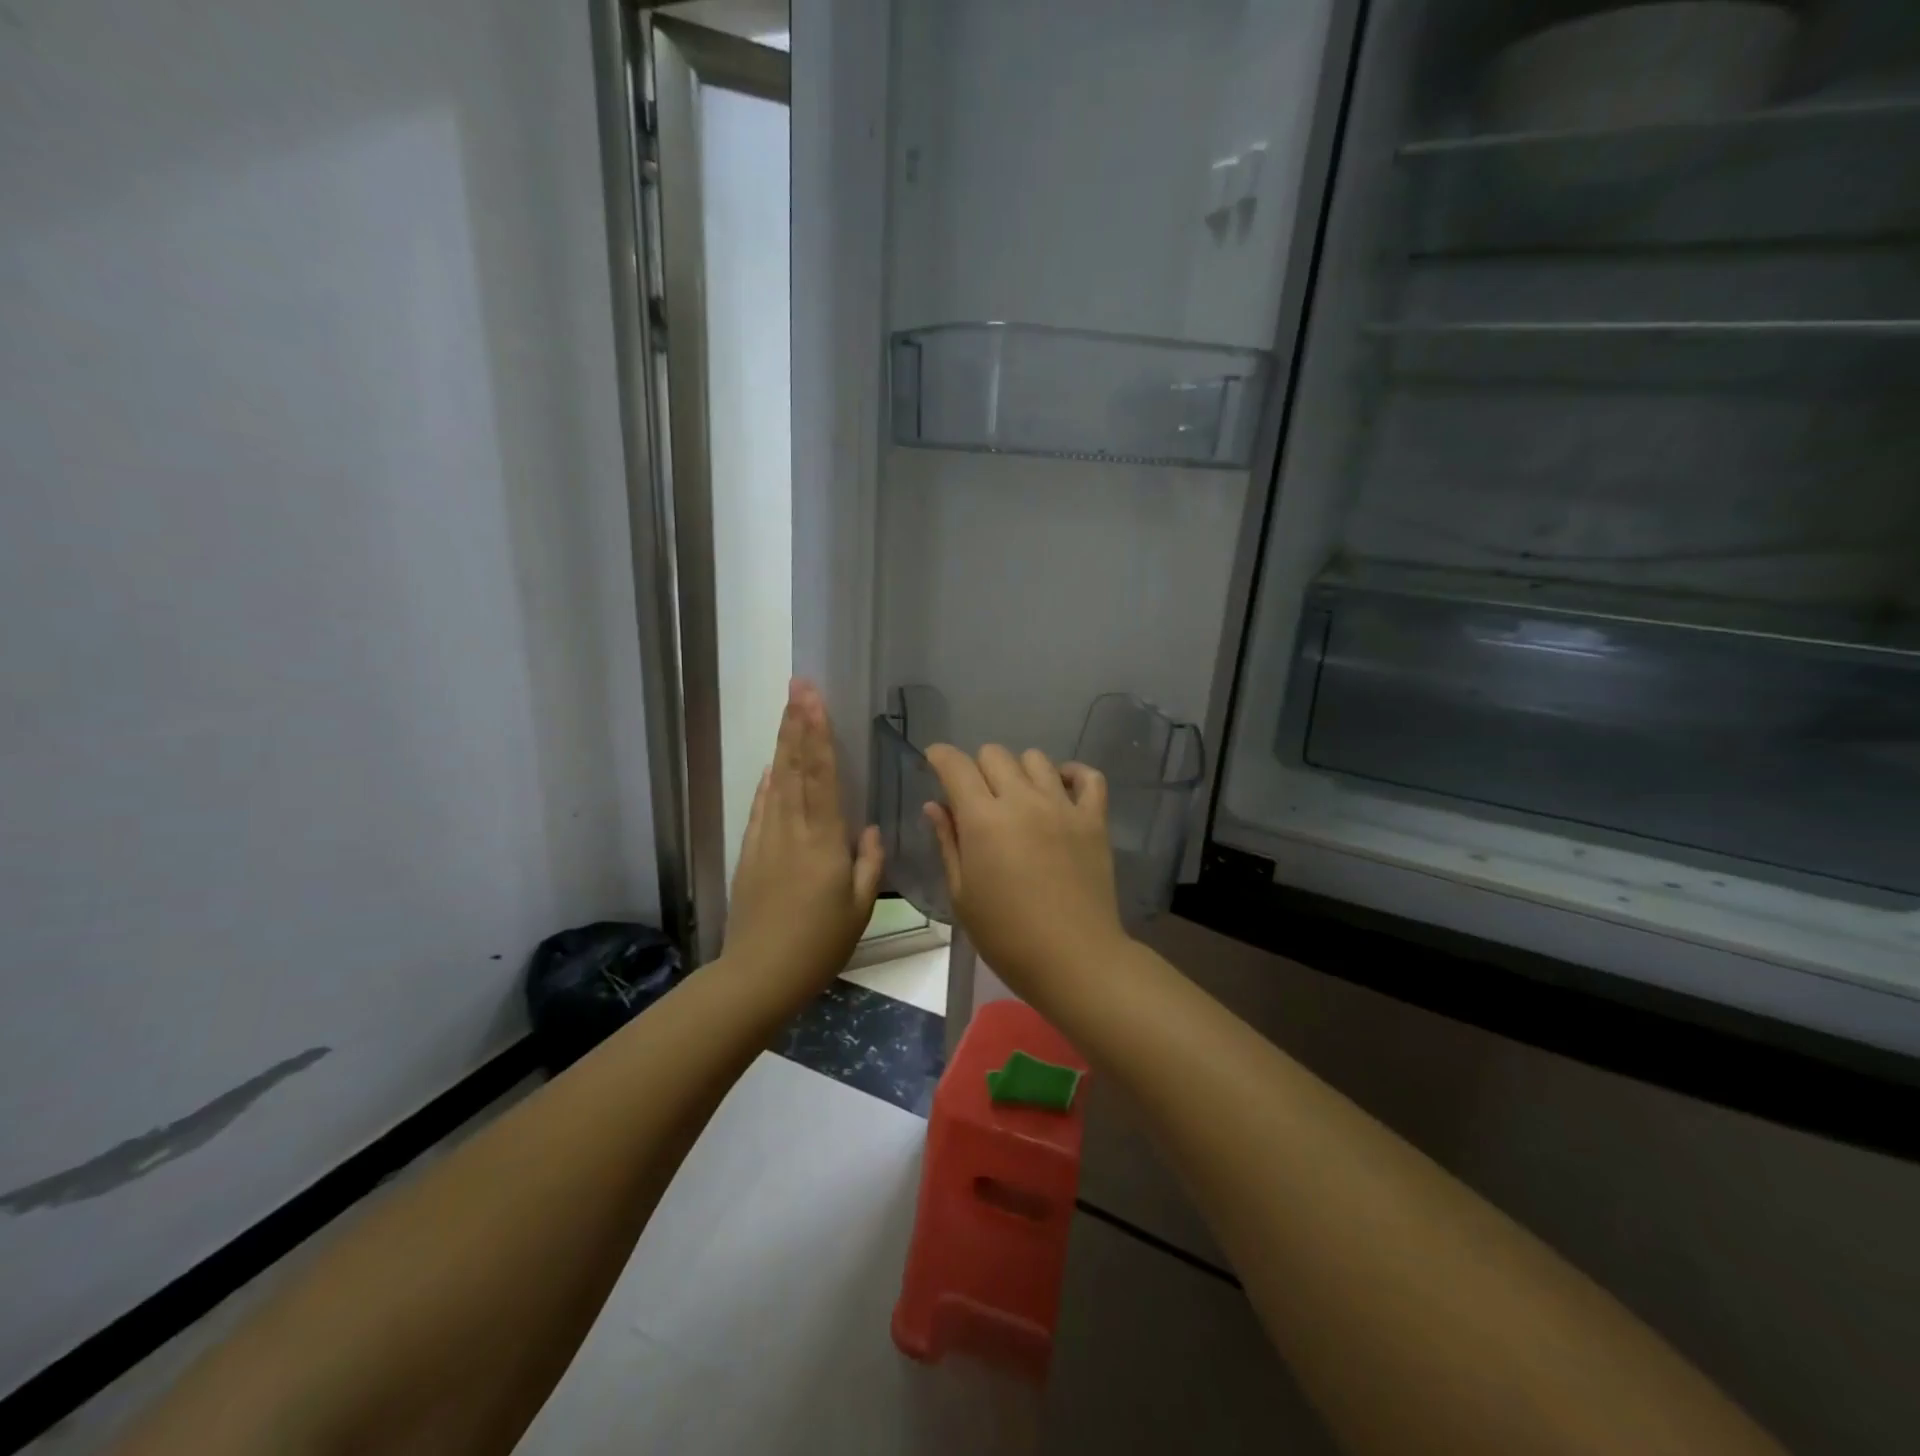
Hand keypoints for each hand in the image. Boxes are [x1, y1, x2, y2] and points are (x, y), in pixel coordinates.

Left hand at [724, 679, 883, 998]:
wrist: (759, 975)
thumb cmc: (819, 944)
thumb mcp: (859, 907)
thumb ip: (869, 863)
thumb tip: (872, 829)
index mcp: (822, 840)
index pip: (821, 775)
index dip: (819, 734)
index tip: (815, 699)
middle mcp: (791, 830)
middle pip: (795, 767)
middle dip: (797, 723)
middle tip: (797, 686)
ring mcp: (766, 840)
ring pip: (776, 782)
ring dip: (783, 744)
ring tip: (787, 712)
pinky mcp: (750, 855)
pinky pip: (760, 809)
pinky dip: (766, 784)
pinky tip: (771, 768)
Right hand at [923, 744, 1129, 1002]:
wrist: (1074, 959)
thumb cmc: (1006, 936)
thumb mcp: (963, 895)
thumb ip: (948, 843)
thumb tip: (935, 806)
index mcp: (983, 819)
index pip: (956, 766)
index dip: (940, 757)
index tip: (935, 762)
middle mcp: (1023, 800)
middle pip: (995, 754)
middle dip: (977, 766)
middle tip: (977, 796)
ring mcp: (1063, 806)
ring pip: (1036, 759)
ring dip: (1019, 770)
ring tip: (1018, 796)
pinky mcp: (1094, 819)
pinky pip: (1089, 777)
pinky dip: (1073, 774)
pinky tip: (1061, 789)